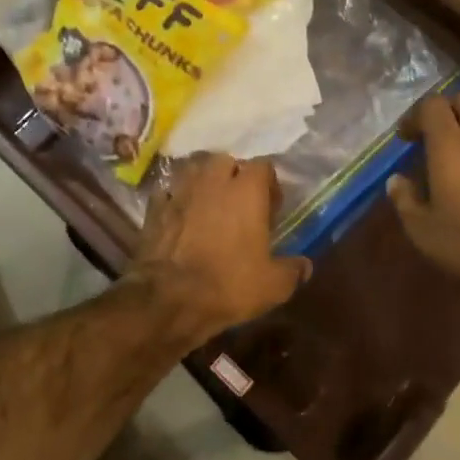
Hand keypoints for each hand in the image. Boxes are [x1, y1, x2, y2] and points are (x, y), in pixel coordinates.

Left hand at [132, 154, 311, 344]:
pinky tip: (180, 218)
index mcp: (246, 191)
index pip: (263, 166)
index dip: (269, 183)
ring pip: (194, 172)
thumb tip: (304, 266)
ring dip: (204, 183)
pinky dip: (176, 201)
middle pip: (225, 161)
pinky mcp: (155, 209)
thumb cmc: (228, 284)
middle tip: (240, 203)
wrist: (169, 298)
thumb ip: (292, 270)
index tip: (272, 207)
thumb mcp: (273, 285)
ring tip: (210, 206)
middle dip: (234, 176)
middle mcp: (213, 182)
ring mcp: (180, 193)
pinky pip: (168, 194)